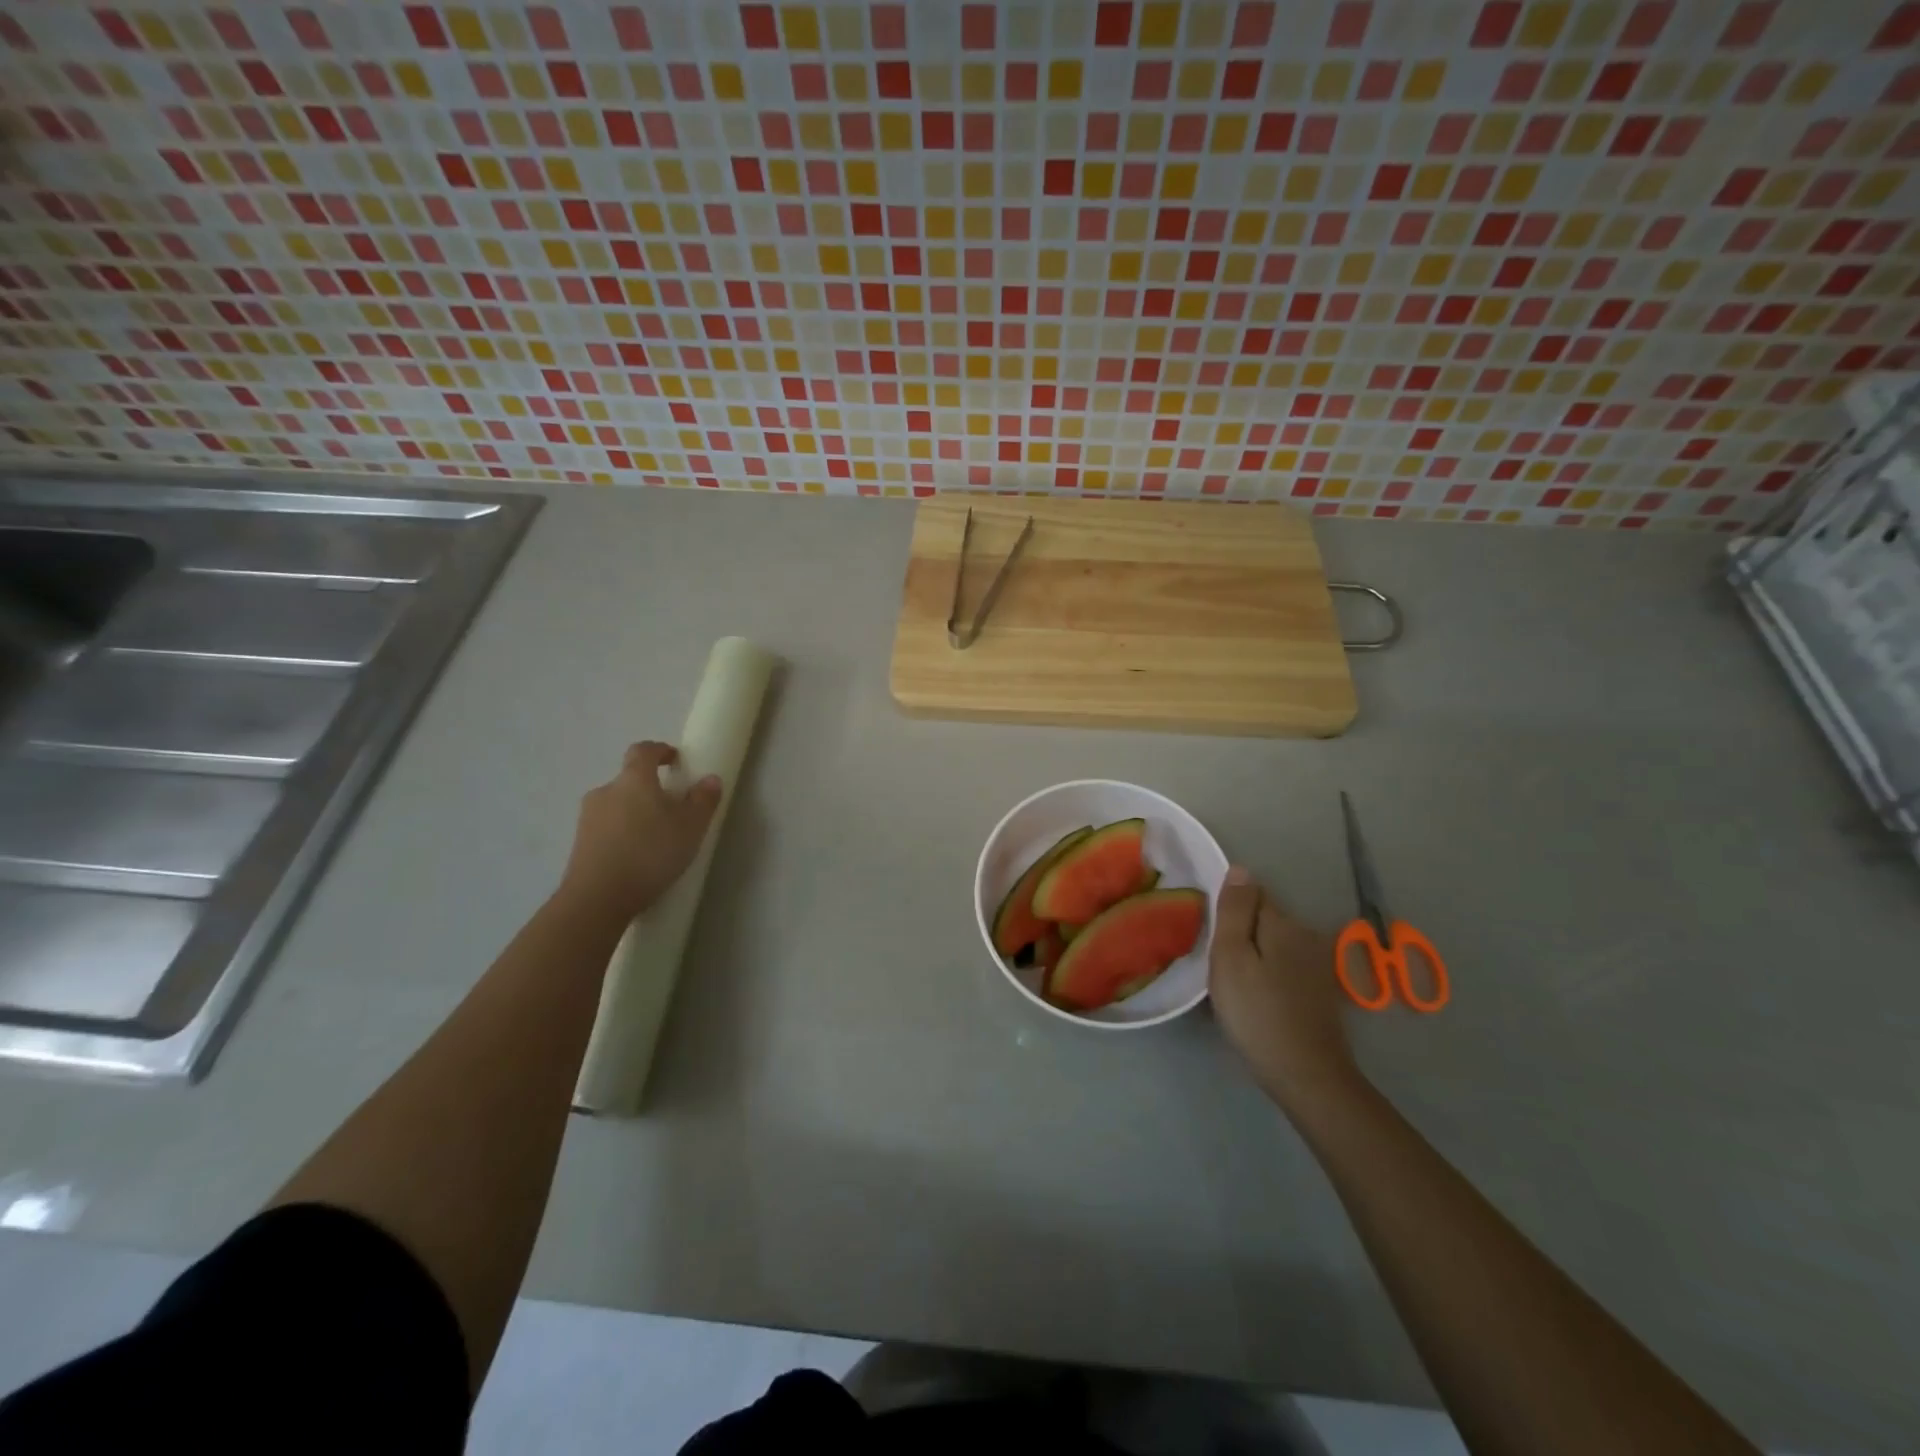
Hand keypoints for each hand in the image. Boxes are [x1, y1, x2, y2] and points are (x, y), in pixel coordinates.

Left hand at [558, 742, 722, 922]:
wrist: (598, 898)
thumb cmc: (650, 852)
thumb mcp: (691, 826)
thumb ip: (703, 800)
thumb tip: (710, 779)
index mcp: (633, 779)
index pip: (643, 751)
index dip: (659, 751)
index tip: (674, 759)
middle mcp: (606, 791)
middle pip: (629, 780)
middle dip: (649, 789)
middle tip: (671, 808)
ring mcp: (587, 818)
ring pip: (617, 806)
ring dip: (634, 813)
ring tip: (654, 838)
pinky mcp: (579, 844)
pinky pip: (606, 829)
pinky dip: (621, 834)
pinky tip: (636, 857)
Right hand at [1209, 866, 1362, 1112]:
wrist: (1306, 1075)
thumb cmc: (1257, 1012)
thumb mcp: (1231, 957)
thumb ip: (1234, 911)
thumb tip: (1240, 868)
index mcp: (1282, 923)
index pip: (1251, 894)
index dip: (1228, 910)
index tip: (1212, 936)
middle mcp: (1305, 935)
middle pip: (1264, 919)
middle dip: (1241, 933)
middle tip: (1217, 965)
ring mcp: (1317, 964)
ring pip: (1274, 944)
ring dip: (1255, 955)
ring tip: (1234, 984)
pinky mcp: (1320, 991)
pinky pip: (1285, 967)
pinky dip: (1270, 976)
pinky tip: (1258, 999)